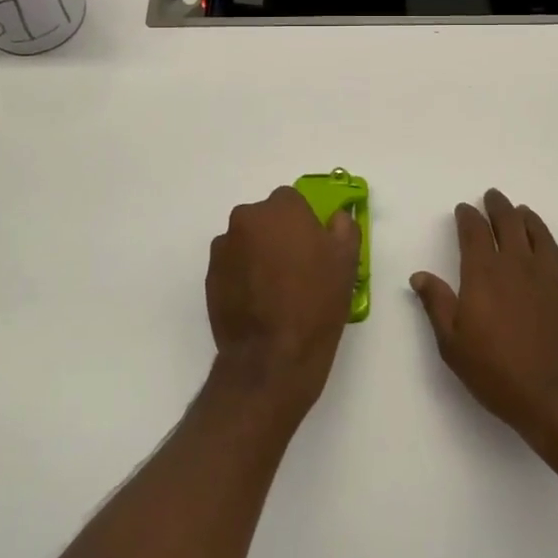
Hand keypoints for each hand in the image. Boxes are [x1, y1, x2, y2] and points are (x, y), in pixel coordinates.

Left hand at [207, 187, 360, 419]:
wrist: (273, 357)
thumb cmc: (316, 303)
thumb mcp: (346, 261)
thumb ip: (343, 227)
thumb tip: (336, 217)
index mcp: (281, 209)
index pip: (293, 200)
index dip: (305, 222)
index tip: (314, 247)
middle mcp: (246, 219)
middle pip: (266, 218)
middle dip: (279, 235)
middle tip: (296, 268)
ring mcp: (224, 248)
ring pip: (247, 240)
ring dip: (259, 253)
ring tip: (275, 290)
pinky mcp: (210, 276)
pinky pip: (232, 265)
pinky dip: (243, 274)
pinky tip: (259, 302)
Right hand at [410, 190, 557, 452]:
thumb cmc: (499, 373)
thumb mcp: (454, 344)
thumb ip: (437, 304)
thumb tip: (420, 276)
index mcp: (483, 272)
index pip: (473, 232)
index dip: (467, 217)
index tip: (463, 210)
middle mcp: (515, 263)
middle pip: (506, 222)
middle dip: (496, 206)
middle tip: (492, 197)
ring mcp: (546, 273)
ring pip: (534, 230)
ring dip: (523, 216)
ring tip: (518, 210)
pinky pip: (554, 249)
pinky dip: (544, 235)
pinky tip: (542, 238)